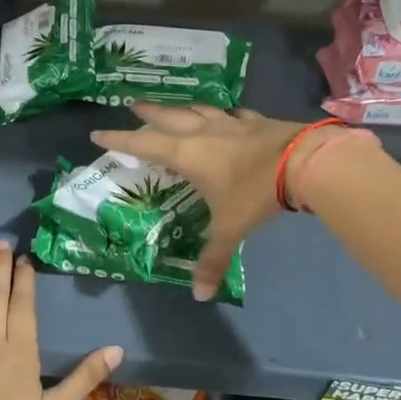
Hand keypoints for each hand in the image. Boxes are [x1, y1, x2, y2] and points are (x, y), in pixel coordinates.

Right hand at [91, 103, 321, 300]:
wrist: (303, 162)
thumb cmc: (254, 193)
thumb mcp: (230, 228)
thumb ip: (213, 259)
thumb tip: (200, 295)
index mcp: (187, 154)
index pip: (143, 144)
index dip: (118, 138)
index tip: (97, 132)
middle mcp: (203, 132)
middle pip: (167, 117)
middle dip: (147, 112)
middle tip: (132, 104)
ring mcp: (231, 123)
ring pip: (197, 109)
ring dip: (180, 107)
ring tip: (172, 107)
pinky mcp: (255, 121)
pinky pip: (231, 114)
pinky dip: (222, 114)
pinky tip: (226, 115)